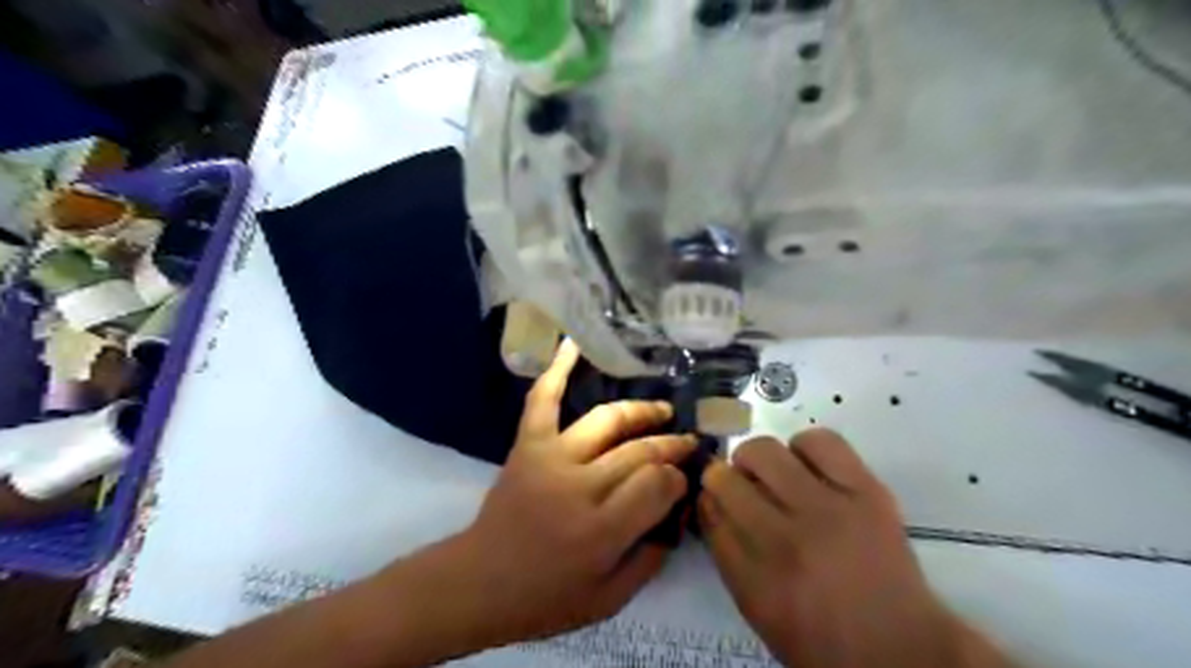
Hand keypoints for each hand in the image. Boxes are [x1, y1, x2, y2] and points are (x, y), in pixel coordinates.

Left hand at [458, 340, 698, 646]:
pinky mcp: (527, 444)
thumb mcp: (608, 600)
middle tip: (687, 442)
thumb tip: (674, 513)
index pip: (658, 484)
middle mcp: (580, 486)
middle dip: (671, 445)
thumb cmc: (546, 597)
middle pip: (639, 451)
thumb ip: (650, 560)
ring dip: (641, 411)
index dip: (677, 478)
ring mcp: (551, 457)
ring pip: (607, 421)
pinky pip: (542, 400)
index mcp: (602, 530)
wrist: (480, 582)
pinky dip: (557, 368)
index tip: (682, 479)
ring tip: (662, 410)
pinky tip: (574, 342)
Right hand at [700, 431, 1007, 665]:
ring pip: (764, 451)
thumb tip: (711, 501)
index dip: (706, 496)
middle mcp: (784, 541)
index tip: (712, 494)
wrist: (903, 650)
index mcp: (754, 579)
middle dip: (724, 477)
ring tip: (775, 474)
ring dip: (758, 459)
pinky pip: (819, 441)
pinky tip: (808, 465)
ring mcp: (828, 511)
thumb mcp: (758, 610)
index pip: (709, 512)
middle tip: (742, 484)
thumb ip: (728, 554)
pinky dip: (804, 446)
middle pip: (726, 479)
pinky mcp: (866, 491)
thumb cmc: (821, 637)